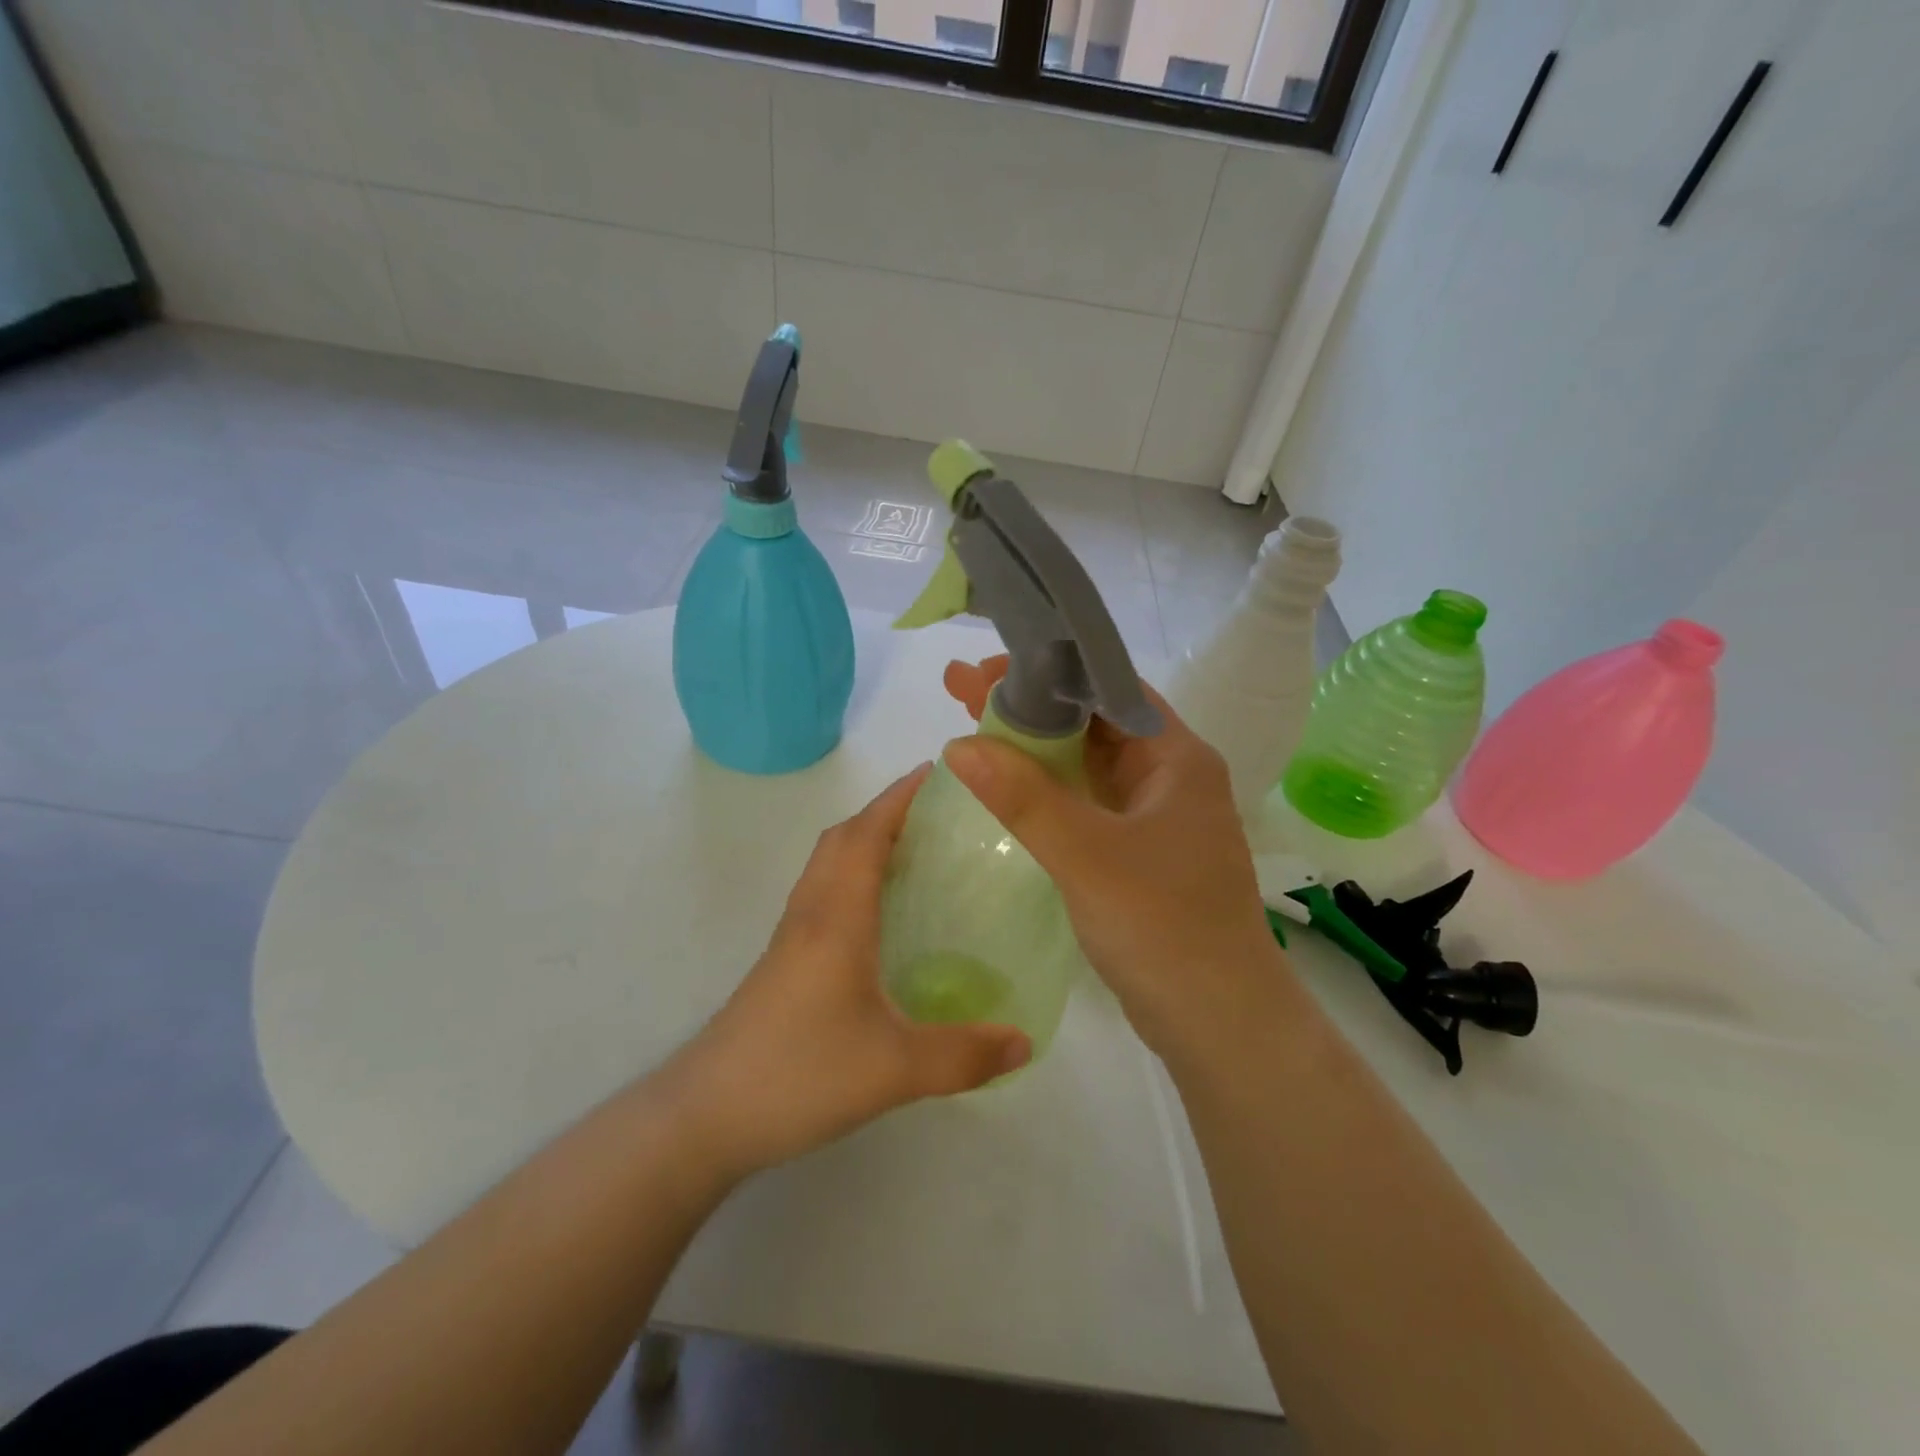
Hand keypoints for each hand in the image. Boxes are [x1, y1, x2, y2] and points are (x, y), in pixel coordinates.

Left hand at [664, 766, 1030, 1180]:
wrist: (706, 1115)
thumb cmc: (799, 1073)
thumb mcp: (894, 1069)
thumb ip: (964, 1055)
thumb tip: (1026, 1043)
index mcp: (837, 917)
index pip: (867, 834)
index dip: (899, 797)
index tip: (937, 771)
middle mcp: (811, 913)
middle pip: (843, 838)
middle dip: (885, 811)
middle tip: (936, 811)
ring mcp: (791, 937)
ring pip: (827, 864)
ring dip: (864, 840)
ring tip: (914, 850)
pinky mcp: (783, 962)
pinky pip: (822, 893)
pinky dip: (851, 875)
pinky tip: (878, 914)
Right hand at [941, 677, 1280, 1053]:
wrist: (1217, 1022)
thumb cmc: (1162, 926)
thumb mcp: (1087, 855)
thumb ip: (1023, 798)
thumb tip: (959, 745)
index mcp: (1177, 758)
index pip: (1109, 688)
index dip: (1047, 672)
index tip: (985, 671)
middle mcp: (1170, 777)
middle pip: (1093, 722)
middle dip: (1029, 706)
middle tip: (961, 691)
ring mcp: (1155, 816)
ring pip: (1088, 764)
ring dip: (1035, 747)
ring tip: (970, 729)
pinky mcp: (1139, 852)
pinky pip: (1087, 803)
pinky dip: (1048, 790)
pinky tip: (1007, 785)